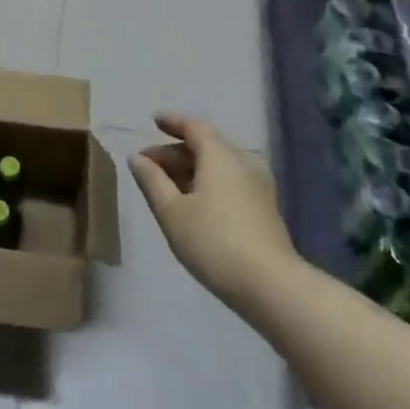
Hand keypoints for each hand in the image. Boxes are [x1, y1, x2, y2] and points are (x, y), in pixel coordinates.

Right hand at [130, 115, 296, 307]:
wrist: (271, 287)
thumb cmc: (213, 242)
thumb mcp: (171, 212)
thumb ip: (152, 181)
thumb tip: (138, 158)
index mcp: (220, 155)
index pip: (194, 126)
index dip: (172, 122)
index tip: (154, 122)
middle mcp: (243, 161)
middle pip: (206, 145)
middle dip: (175, 151)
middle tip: (149, 166)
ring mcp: (259, 185)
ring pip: (219, 165)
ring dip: (192, 169)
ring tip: (168, 186)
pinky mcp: (266, 208)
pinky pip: (231, 181)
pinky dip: (209, 182)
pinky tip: (195, 203)